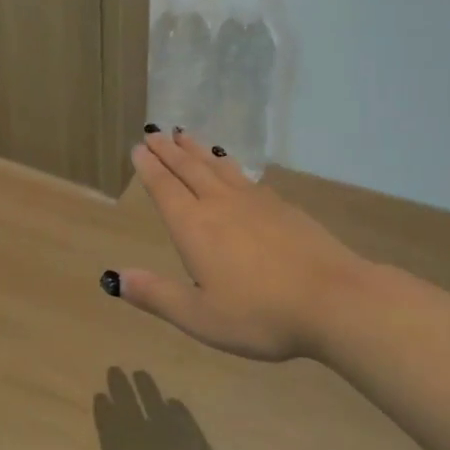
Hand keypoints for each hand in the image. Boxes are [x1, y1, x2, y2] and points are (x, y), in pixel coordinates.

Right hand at [118, 131, 372, 362]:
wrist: (335, 300)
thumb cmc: (261, 314)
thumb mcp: (201, 317)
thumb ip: (157, 295)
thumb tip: (114, 278)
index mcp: (193, 227)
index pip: (164, 188)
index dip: (149, 168)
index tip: (138, 147)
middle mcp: (218, 204)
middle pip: (188, 168)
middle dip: (168, 150)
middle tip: (154, 132)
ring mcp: (253, 201)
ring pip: (216, 166)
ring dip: (196, 150)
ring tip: (184, 135)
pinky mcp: (282, 206)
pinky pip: (243, 175)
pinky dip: (228, 164)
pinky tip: (230, 165)